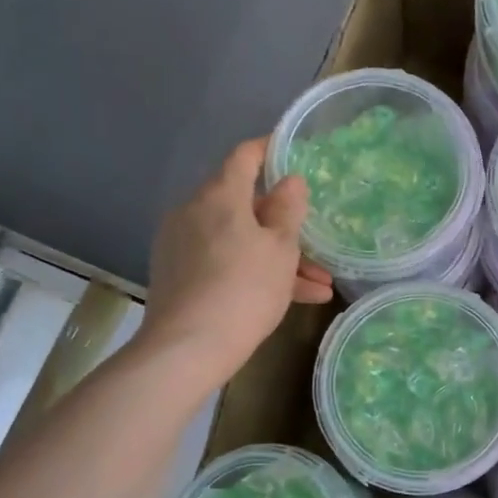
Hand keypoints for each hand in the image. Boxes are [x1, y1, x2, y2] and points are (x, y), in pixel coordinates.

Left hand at [141, 139, 332, 385]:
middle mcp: (194, 212)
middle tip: (318, 243)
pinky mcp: (178, 275)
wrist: (188, 347)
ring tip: (318, 286)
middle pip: (245, 207)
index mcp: (219, 196)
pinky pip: (224, 262)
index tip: (290, 149)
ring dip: (278, 259)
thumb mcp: (280, 248)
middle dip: (284, 227)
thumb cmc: (244, 288)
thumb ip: (288, 209)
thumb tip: (290, 180)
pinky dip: (254, 273)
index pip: (244, 157)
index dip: (269, 150)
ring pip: (240, 241)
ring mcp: (182, 245)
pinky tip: (291, 299)